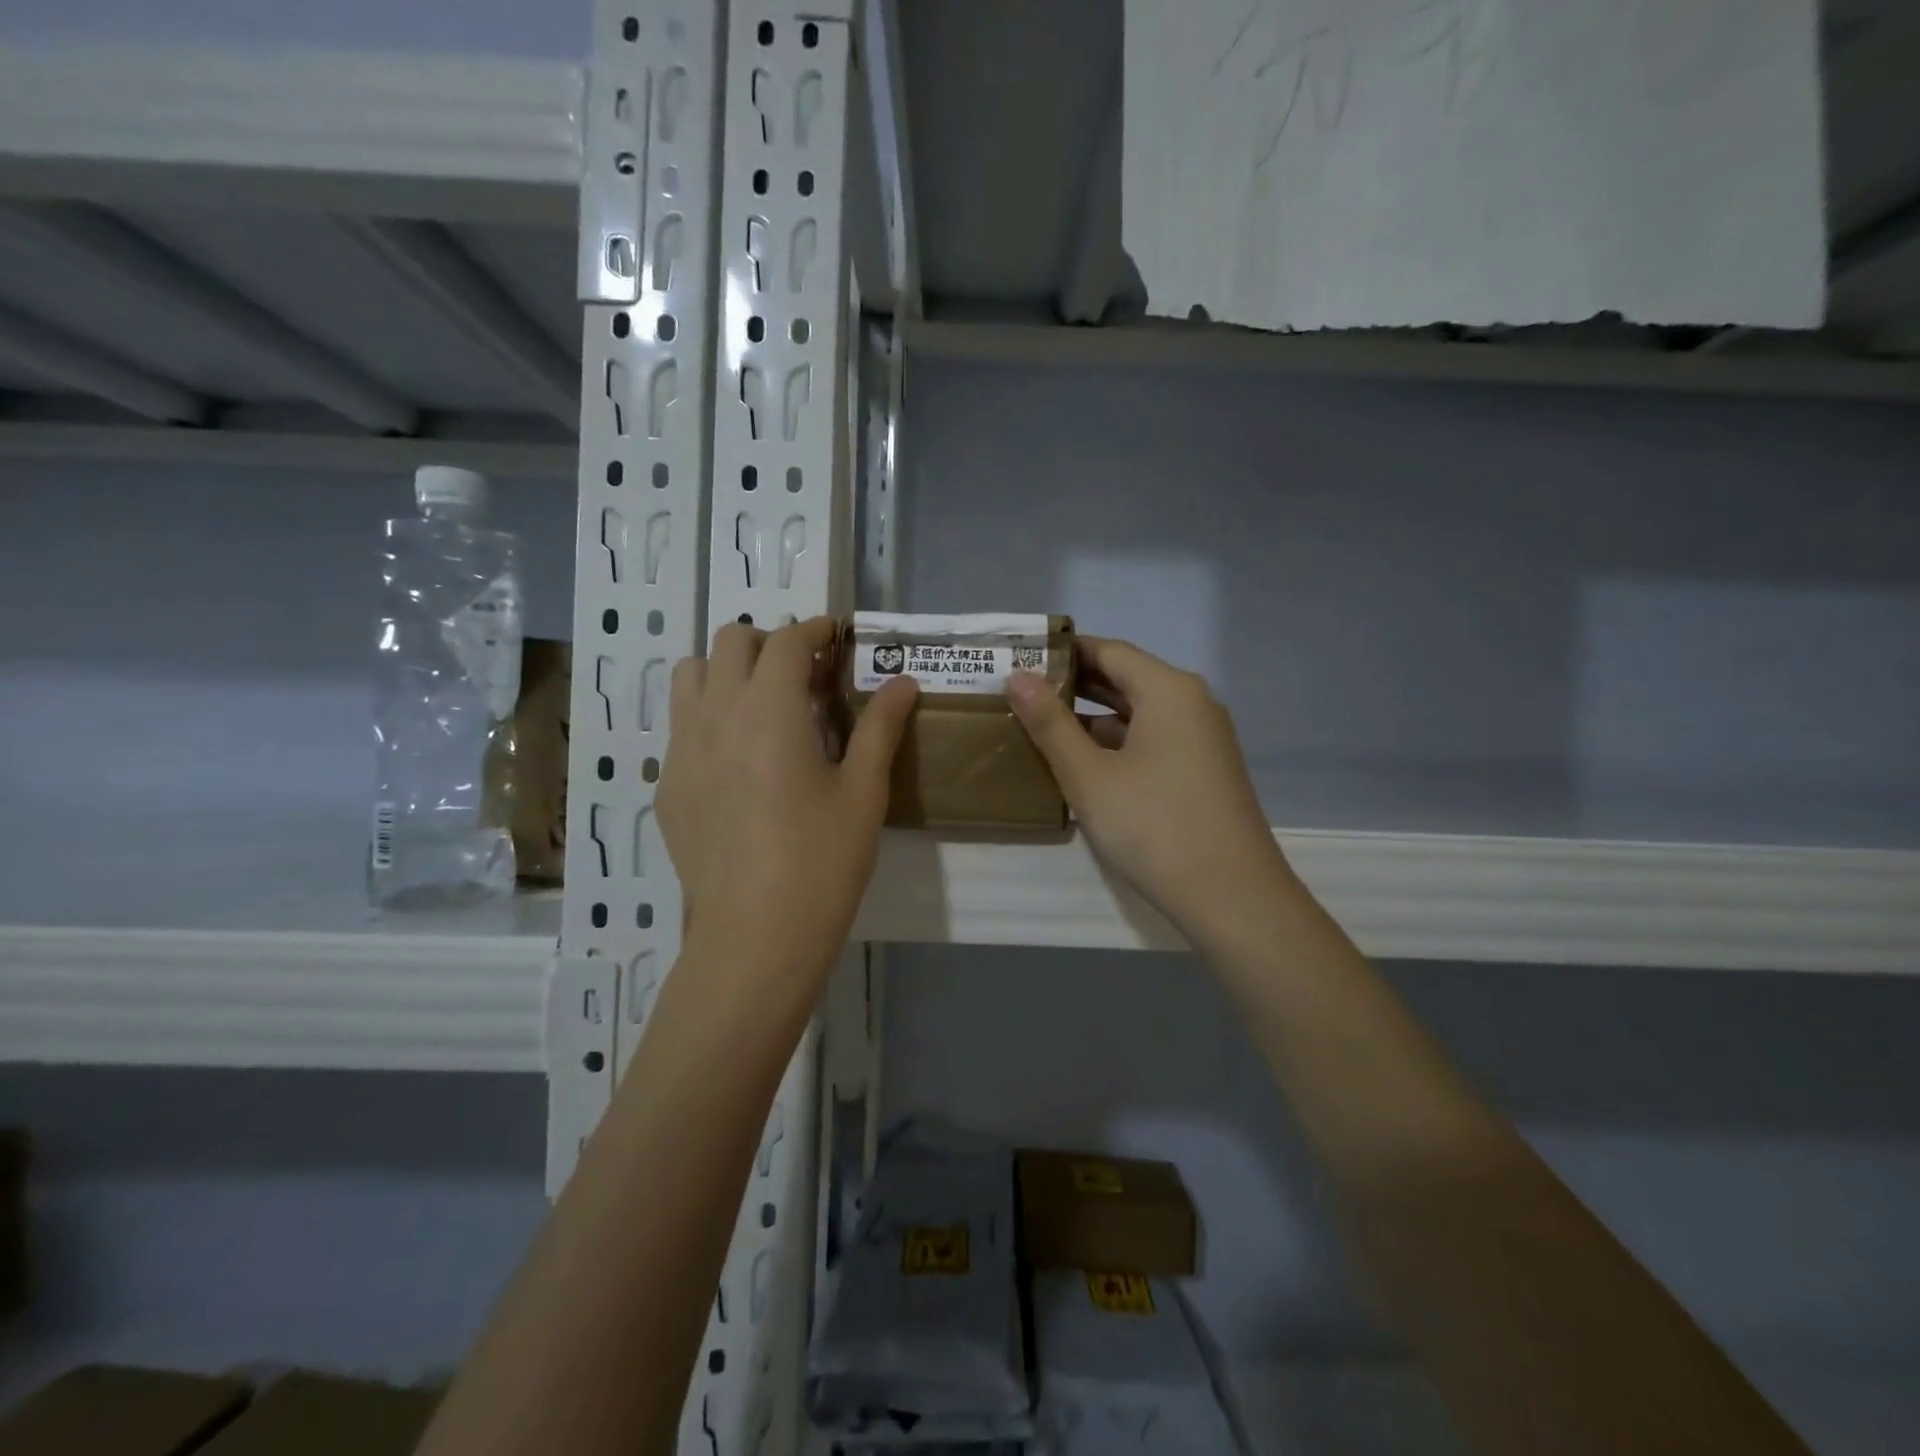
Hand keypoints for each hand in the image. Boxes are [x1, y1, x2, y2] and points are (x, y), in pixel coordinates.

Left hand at [658, 618, 917, 994]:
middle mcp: (715, 714)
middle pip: (729, 642)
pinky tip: (739, 763)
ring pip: (689, 676)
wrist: (755, 936)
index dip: (813, 629)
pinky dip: (708, 717)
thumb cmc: (822, 860)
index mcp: (769, 709)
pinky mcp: (667, 787)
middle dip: (768, 643)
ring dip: (726, 671)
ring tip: (762, 706)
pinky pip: (680, 727)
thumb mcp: (864, 792)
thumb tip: (903, 683)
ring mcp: (681, 751)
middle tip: (804, 675)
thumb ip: (880, 727)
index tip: (835, 637)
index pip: (785, 641)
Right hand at [1006, 638, 1292, 948]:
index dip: (1063, 652)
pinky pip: (1152, 740)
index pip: (1108, 650)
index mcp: (1168, 690)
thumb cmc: (1154, 826)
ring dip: (1092, 717)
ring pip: (1138, 713)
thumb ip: (1050, 723)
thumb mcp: (1089, 775)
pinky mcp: (1203, 770)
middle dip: (1073, 684)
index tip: (1019, 657)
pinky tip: (1080, 762)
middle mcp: (1191, 703)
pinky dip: (1115, 743)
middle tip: (1019, 690)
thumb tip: (1016, 676)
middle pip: (1125, 678)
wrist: (1232, 896)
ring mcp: (1202, 738)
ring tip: (1038, 724)